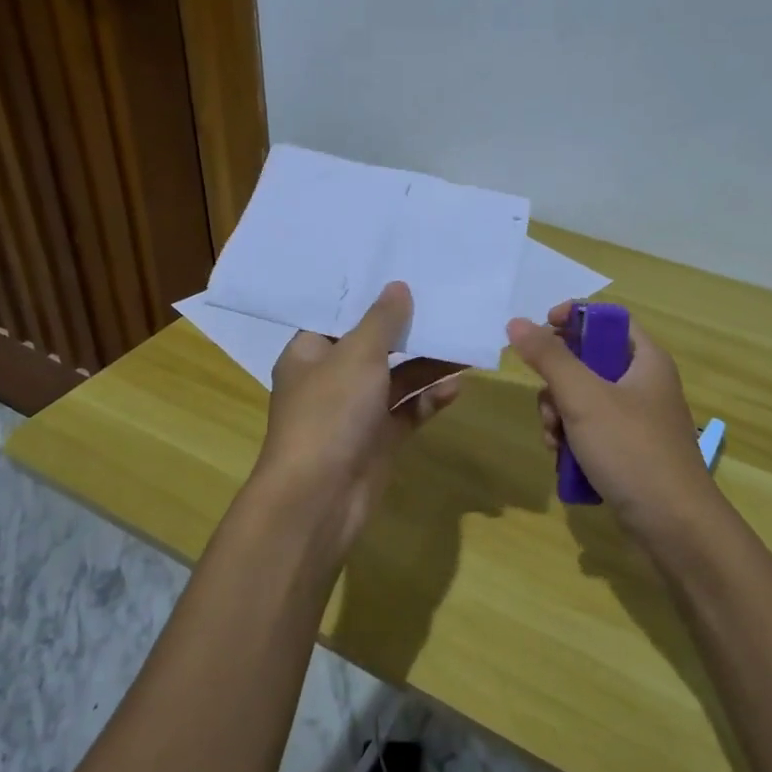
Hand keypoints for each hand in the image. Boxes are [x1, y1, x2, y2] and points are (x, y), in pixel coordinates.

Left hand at [249, 282, 461, 558]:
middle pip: (373, 346)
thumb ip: (381, 320)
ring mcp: (356, 412)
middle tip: (444, 302)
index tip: (402, 274)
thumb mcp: (357, 355)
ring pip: (397, 379)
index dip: (368, 297)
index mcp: (308, 354)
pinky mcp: (379, 439)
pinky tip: (458, 386)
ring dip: (427, 364)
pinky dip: (430, 398)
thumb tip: (398, 286)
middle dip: (407, 329)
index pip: (338, 316)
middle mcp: (331, 379)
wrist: (320, 498)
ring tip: (463, 343)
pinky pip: (409, 411)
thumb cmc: (330, 413)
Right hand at [506, 302, 721, 539]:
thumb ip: (549, 358)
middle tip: (550, 408)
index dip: (572, 318)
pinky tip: (564, 463)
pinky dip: (572, 442)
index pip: (606, 319)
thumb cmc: (632, 450)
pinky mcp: (629, 453)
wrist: (674, 527)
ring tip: (556, 444)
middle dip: (556, 384)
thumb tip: (516, 322)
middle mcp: (644, 384)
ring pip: (582, 401)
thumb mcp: (584, 398)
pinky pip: (590, 433)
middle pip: (586, 362)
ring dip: (558, 418)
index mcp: (645, 360)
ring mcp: (637, 421)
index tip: (539, 330)